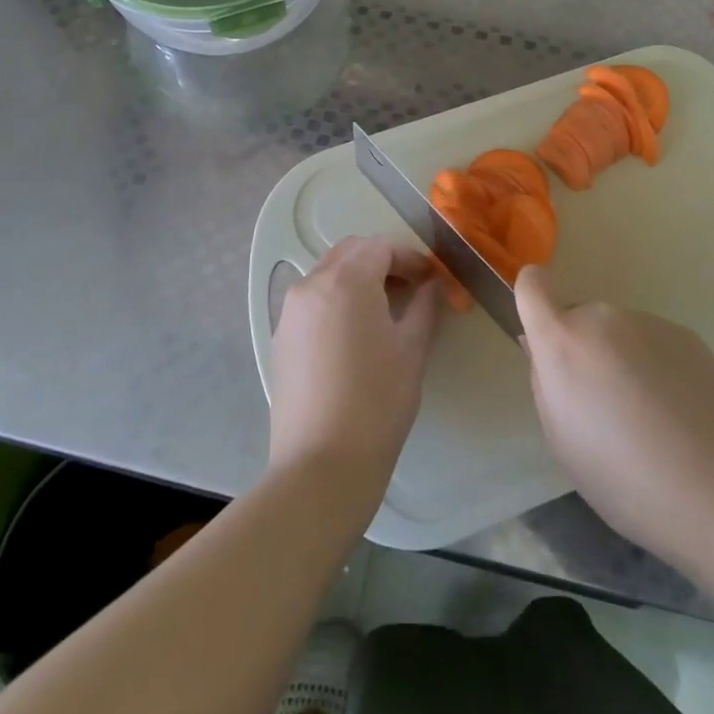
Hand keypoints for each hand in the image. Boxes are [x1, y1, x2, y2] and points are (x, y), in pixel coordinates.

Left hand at [267, 236, 444, 515]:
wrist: (321, 466)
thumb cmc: (376, 402)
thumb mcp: (411, 350)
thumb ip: (424, 307)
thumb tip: (433, 286)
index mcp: (346, 280)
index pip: (380, 247)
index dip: (410, 258)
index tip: (431, 279)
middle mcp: (311, 285)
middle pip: (350, 253)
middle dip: (382, 261)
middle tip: (411, 288)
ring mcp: (289, 312)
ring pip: (328, 275)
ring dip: (358, 279)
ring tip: (385, 310)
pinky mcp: (280, 339)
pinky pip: (312, 302)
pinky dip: (336, 301)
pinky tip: (355, 335)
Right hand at [514, 262, 713, 566]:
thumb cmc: (624, 478)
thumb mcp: (562, 440)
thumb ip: (546, 382)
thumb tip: (544, 350)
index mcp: (563, 341)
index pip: (533, 284)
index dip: (533, 301)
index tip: (544, 336)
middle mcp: (603, 318)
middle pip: (580, 319)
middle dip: (585, 350)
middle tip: (606, 406)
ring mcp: (649, 322)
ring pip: (619, 334)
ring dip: (623, 360)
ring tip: (650, 419)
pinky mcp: (687, 335)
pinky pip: (654, 344)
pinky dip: (657, 368)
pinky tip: (679, 415)